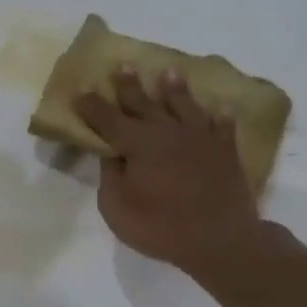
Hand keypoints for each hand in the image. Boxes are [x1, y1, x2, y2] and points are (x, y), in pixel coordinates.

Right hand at [76, 67, 266, 276]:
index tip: (81, 89)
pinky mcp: (226, 152)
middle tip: (122, 66)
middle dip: (129, 86)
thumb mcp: (117, 207)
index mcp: (138, 143)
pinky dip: (219, 117)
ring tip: (169, 72)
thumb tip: (111, 153)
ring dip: (175, 89)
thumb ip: (110, 176)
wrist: (221, 240)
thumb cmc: (160, 226)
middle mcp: (168, 132)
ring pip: (185, 106)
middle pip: (144, 103)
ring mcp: (201, 139)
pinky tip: (219, 110)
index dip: (92, 105)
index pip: (108, 118)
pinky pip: (222, 127)